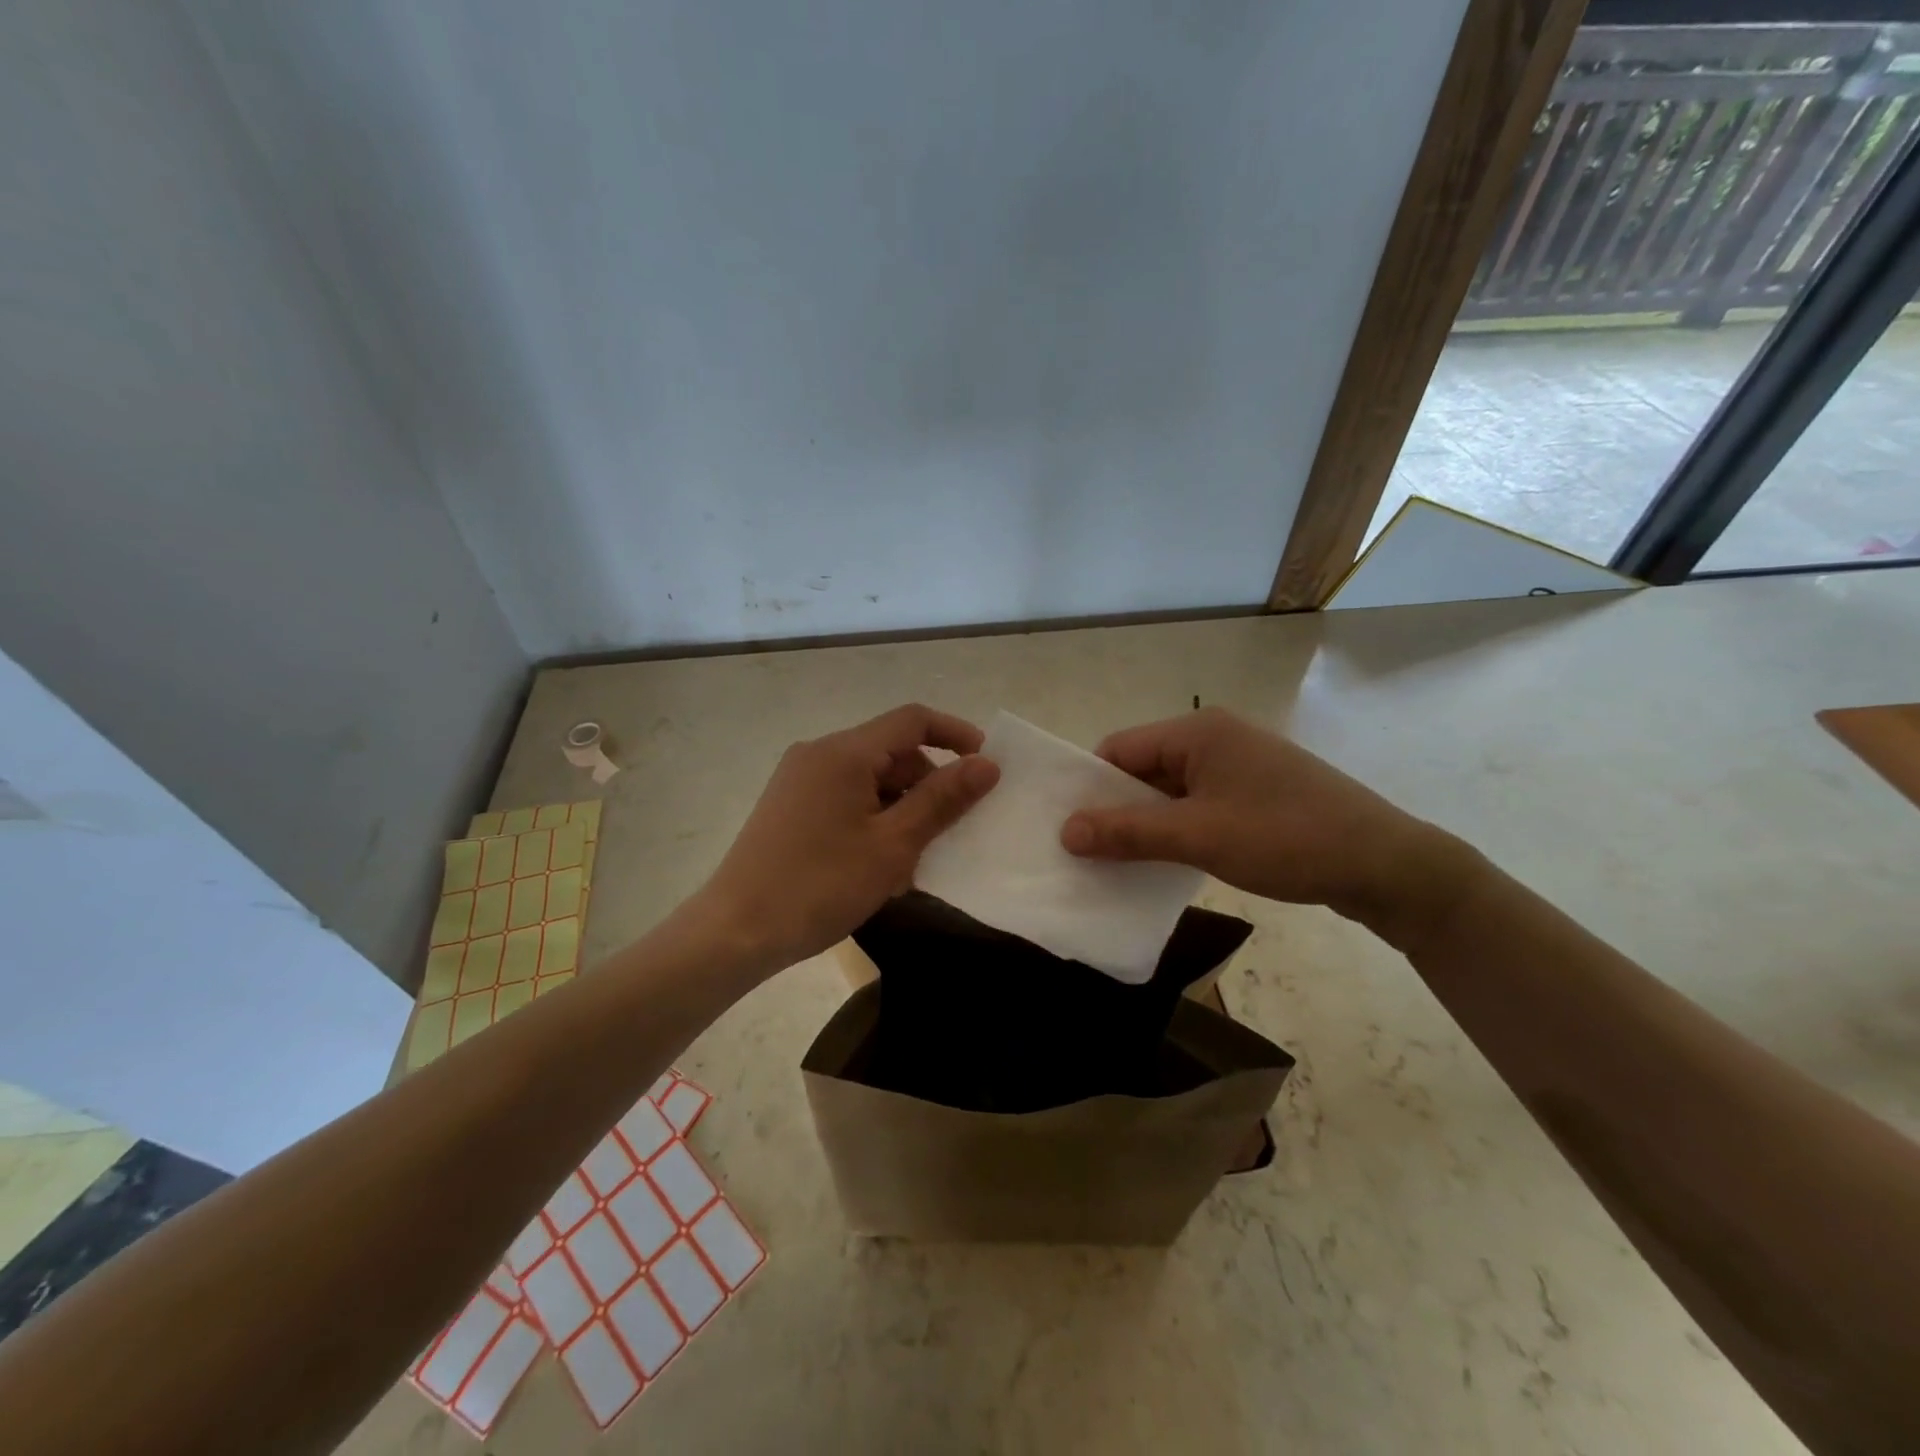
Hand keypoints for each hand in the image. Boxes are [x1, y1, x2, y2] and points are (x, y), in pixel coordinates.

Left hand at [697, 704, 999, 970]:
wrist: (736, 931)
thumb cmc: (821, 885)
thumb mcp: (893, 845)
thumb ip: (942, 799)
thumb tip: (987, 764)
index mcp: (844, 752)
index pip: (912, 720)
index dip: (954, 733)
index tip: (986, 764)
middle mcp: (818, 753)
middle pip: (890, 750)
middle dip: (928, 781)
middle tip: (951, 828)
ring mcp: (798, 779)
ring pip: (868, 777)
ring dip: (901, 805)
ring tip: (915, 855)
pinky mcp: (788, 805)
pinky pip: (844, 796)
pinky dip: (873, 816)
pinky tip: (879, 859)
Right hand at [1059, 707, 1473, 932]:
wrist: (1387, 865)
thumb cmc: (1285, 838)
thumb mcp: (1198, 837)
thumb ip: (1128, 832)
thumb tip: (1065, 831)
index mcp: (1199, 731)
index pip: (1120, 749)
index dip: (1091, 787)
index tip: (1070, 830)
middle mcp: (1216, 737)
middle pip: (1144, 768)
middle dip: (1117, 808)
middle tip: (1089, 853)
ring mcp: (1240, 765)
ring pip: (1171, 790)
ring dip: (1148, 823)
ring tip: (1123, 863)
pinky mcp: (1257, 792)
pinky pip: (1199, 804)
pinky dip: (1179, 829)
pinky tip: (1168, 861)